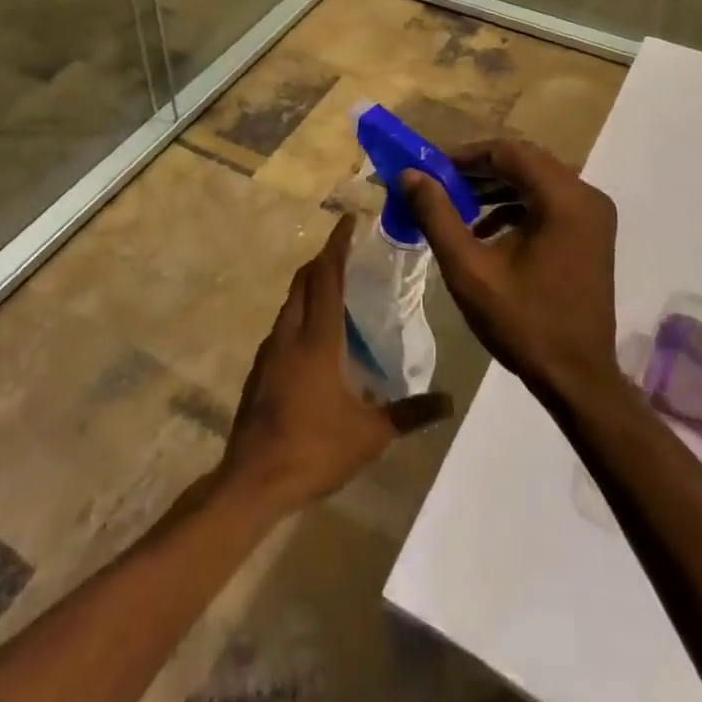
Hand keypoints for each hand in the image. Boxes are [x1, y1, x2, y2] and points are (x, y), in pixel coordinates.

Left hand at [219, 214, 450, 515]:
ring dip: (310, 287)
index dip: (337, 246)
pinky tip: (315, 337)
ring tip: (335, 288)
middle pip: (304, 282)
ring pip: (290, 304)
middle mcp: (290, 335)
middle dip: (323, 260)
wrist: (252, 481)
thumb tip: (448, 402)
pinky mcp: (260, 372)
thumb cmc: (314, 450)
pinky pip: (283, 327)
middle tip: (347, 251)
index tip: (348, 220)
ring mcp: (270, 353)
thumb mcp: (370, 435)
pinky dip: (300, 314)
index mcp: (317, 339)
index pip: (327, 277)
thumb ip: (410, 414)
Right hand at [402, 139, 619, 401]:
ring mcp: (593, 216)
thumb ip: (437, 216)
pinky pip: (548, 202)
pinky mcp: (590, 234)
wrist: (577, 379)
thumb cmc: (523, 323)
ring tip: (455, 202)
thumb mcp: (469, 269)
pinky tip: (484, 230)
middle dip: (478, 169)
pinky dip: (515, 207)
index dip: (465, 155)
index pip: (508, 152)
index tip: (430, 167)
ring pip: (536, 181)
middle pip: (524, 162)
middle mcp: (586, 196)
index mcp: (564, 198)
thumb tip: (410, 174)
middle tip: (438, 183)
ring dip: (495, 187)